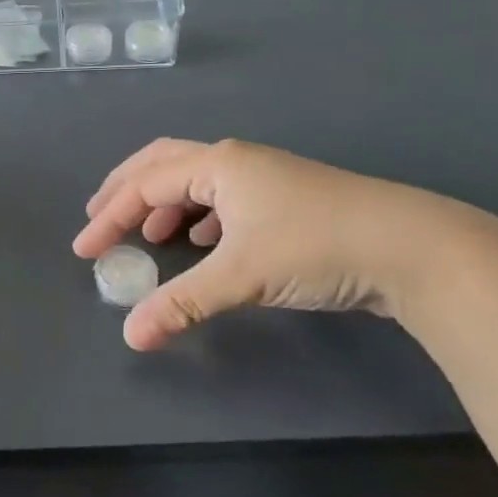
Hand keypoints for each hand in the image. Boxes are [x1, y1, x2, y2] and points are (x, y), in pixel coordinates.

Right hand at [73, 139, 466, 349]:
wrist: (412, 247)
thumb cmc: (316, 246)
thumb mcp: (241, 276)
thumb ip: (182, 304)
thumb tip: (131, 336)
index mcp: (218, 164)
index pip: (145, 185)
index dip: (109, 216)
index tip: (85, 250)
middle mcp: (236, 161)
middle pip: (163, 164)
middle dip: (127, 191)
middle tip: (99, 219)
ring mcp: (264, 177)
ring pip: (196, 180)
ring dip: (164, 203)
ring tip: (149, 235)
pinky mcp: (286, 199)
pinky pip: (224, 198)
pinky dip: (199, 216)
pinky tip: (203, 242)